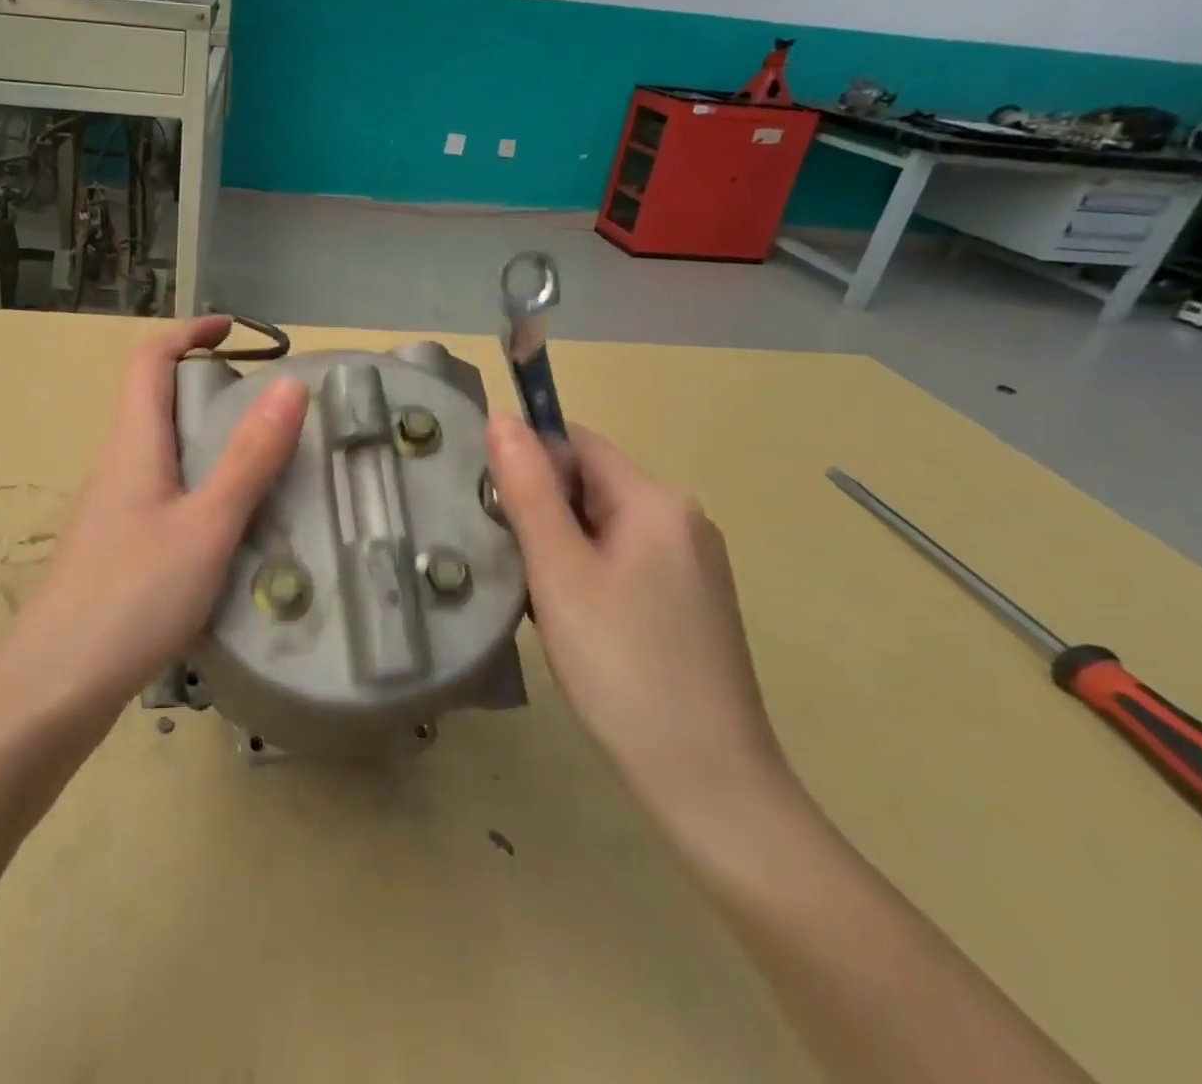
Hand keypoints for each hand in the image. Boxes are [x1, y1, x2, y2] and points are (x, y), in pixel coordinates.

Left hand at [6, 316, 308, 715]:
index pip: (149, 360)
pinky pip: (163, 491)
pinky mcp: (117, 546)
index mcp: (133, 444)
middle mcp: (117, 464)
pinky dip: (199, 482)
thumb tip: (288, 385)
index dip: (188, 332)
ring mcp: (112, 508)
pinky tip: (230, 522)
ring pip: (161, 450)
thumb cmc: (132, 595)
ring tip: (262, 459)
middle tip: (268, 405)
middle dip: (207, 385)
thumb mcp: (207, 525)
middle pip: (155, 401)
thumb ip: (250, 458)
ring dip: (206, 437)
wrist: (54, 686)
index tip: (234, 328)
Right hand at [487, 416, 796, 838]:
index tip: (492, 510)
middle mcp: (682, 520)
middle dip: (540, 513)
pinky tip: (572, 623)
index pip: (577, 443)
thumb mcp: (559, 571)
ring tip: (537, 602)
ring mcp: (692, 563)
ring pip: (601, 526)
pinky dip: (585, 575)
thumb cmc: (622, 667)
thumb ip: (527, 490)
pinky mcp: (689, 601)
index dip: (527, 463)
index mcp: (656, 501)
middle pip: (590, 485)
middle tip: (512, 565)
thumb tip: (500, 418)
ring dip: (558, 549)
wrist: (708, 783)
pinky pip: (622, 561)